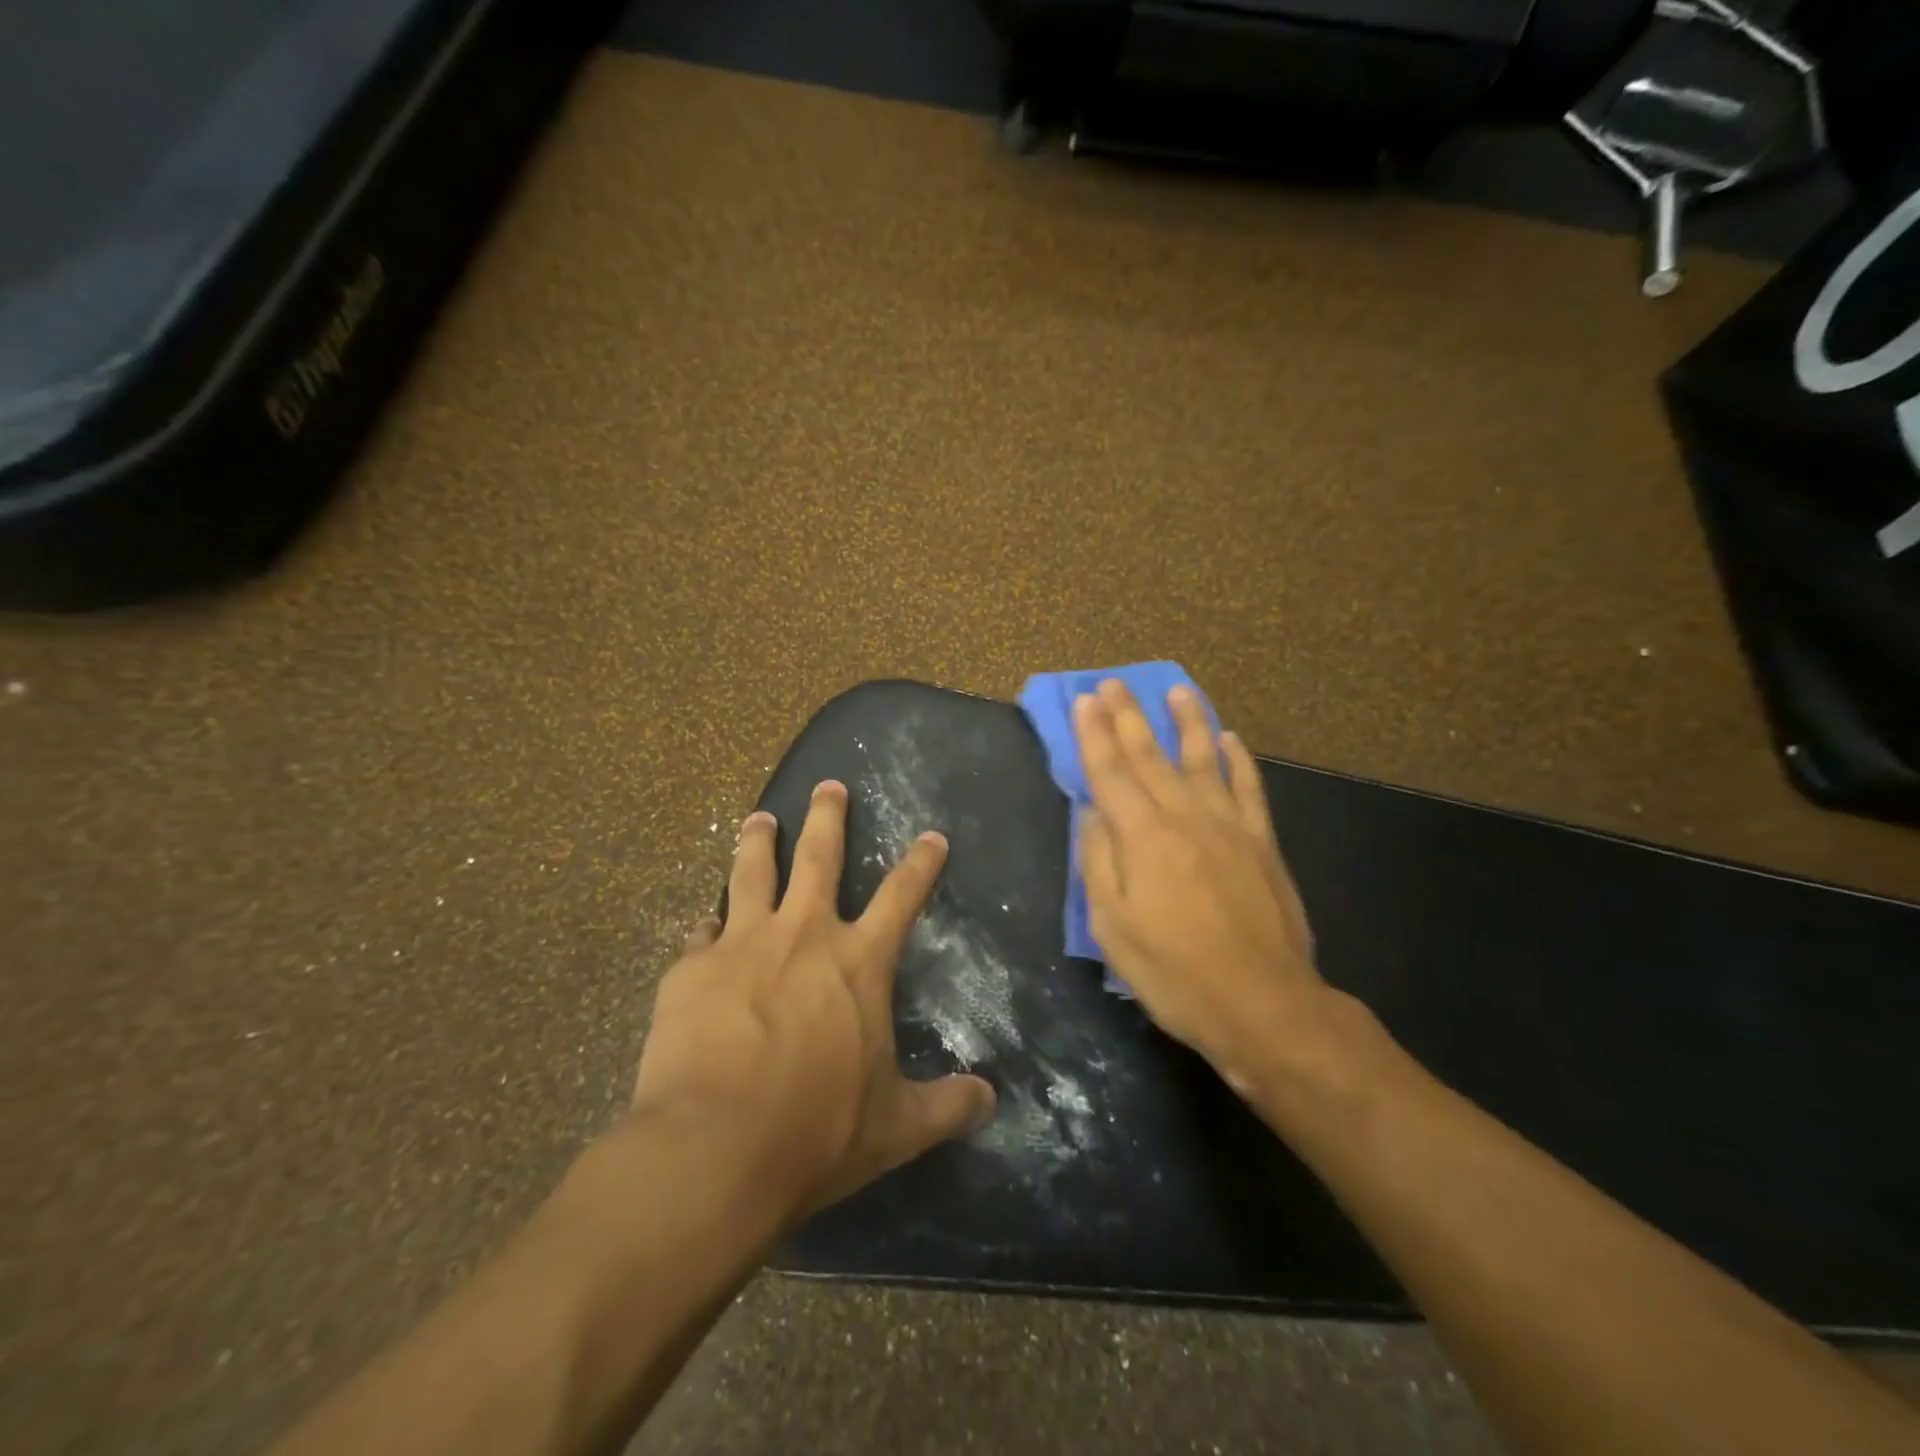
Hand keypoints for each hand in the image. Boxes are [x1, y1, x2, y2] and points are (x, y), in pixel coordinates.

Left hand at [626, 780, 995, 1219]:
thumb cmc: (816, 1131)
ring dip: (758, 840)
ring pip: (752, 871)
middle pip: (820, 856)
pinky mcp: (690, 968)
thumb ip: (946, 1105)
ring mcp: (742, 943)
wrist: (714, 1149)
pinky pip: (701, 931)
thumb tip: (991, 1099)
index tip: (932, 836)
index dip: (921, 864)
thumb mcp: (895, 1127)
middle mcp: (803, 934)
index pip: (901, 896)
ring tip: (758, 819)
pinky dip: (707, 924)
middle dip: (827, 815)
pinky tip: (703, 923)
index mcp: (858, 961)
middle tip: (828, 785)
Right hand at [1074, 679, 1330, 1095]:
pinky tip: (1230, 739)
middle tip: (1113, 683)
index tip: (1083, 701)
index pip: (1110, 772)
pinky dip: (1238, 760)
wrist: (1264, 1005)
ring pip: (1203, 759)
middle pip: (1150, 756)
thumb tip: (1091, 812)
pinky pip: (1249, 789)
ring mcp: (1230, 826)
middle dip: (1128, 717)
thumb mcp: (1112, 927)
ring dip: (1187, 722)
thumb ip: (1098, 862)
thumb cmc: (1174, 972)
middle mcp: (1185, 817)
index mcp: (1142, 837)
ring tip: (1177, 690)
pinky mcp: (1263, 843)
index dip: (1093, 735)